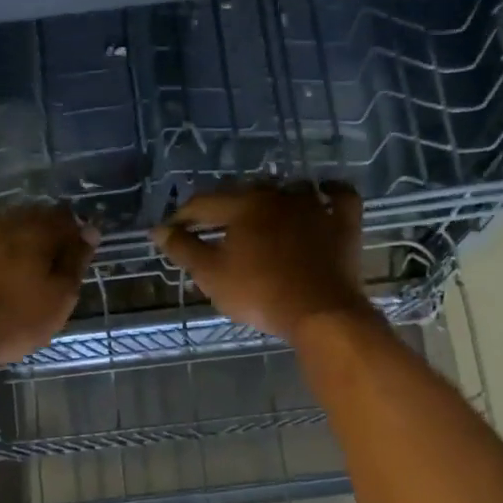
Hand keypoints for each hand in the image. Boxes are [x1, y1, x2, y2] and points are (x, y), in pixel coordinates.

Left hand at [0, 205, 97, 366]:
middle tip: (40, 268)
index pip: (65, 218)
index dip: (71, 236)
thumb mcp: (60, 298)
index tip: (70, 259)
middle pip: (32, 217)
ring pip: (2, 224)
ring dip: (11, 239)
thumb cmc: (15, 320)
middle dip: (40, 236)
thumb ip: (76, 260)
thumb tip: (90, 229)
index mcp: (38, 231)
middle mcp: (7, 218)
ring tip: (10, 269)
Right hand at [151, 182, 372, 342]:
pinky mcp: (343, 224)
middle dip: (223, 207)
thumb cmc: (259, 292)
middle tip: (210, 226)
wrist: (320, 311)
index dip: (182, 217)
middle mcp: (279, 196)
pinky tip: (322, 194)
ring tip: (258, 216)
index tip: (169, 231)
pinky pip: (339, 198)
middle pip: (244, 194)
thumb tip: (158, 230)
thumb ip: (183, 249)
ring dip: (270, 200)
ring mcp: (315, 207)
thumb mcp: (211, 274)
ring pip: (288, 191)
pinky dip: (329, 194)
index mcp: (243, 205)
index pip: (203, 204)